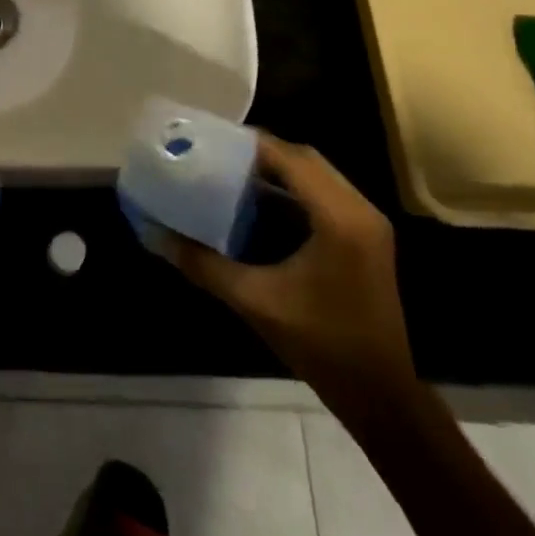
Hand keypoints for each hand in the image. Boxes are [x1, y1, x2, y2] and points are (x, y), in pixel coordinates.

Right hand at [171, 135, 415, 414]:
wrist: (380, 396)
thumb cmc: (320, 344)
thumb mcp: (254, 301)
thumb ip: (202, 263)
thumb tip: (154, 235)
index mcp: (338, 217)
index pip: (290, 158)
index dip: (247, 144)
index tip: (207, 140)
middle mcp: (358, 210)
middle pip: (304, 159)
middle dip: (259, 152)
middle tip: (214, 154)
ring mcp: (366, 224)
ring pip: (316, 176)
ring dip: (275, 170)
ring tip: (227, 171)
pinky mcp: (365, 239)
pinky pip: (323, 196)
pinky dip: (290, 191)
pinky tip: (256, 202)